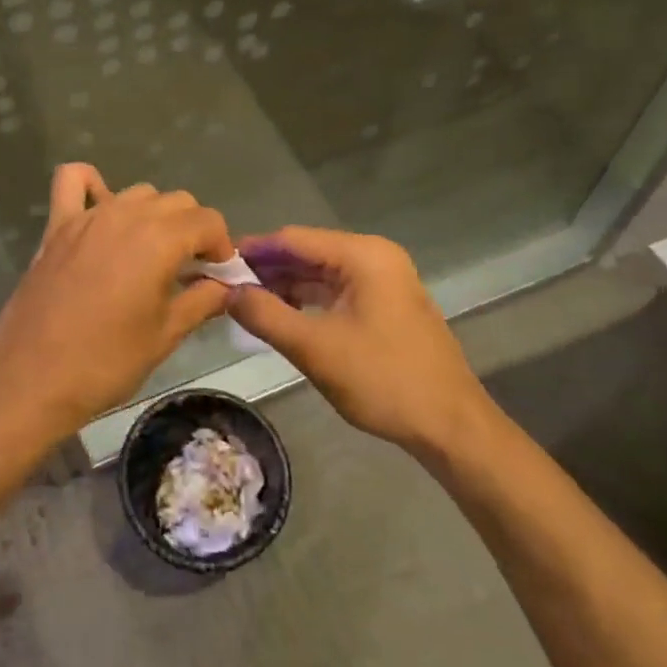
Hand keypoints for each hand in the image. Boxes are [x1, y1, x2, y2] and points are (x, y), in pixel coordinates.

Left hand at [0, 164, 233, 438]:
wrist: (32, 377)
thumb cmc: (106, 362)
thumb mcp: (164, 336)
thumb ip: (201, 302)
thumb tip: (226, 287)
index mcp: (159, 240)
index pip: (207, 220)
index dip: (221, 246)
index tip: (218, 276)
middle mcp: (126, 215)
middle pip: (176, 201)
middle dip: (192, 229)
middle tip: (189, 270)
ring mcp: (88, 217)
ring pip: (137, 193)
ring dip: (154, 214)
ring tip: (151, 252)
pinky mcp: (57, 226)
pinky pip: (73, 181)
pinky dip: (92, 185)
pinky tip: (102, 210)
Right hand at [227, 226, 493, 455]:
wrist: (451, 427)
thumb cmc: (383, 380)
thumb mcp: (314, 348)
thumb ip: (266, 315)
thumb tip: (226, 292)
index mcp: (363, 255)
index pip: (293, 239)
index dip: (252, 250)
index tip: (215, 263)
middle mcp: (375, 257)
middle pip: (306, 253)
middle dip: (266, 269)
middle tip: (223, 287)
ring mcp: (384, 281)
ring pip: (320, 273)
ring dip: (284, 286)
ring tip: (243, 303)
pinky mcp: (386, 304)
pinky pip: (336, 291)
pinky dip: (306, 301)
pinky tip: (279, 315)